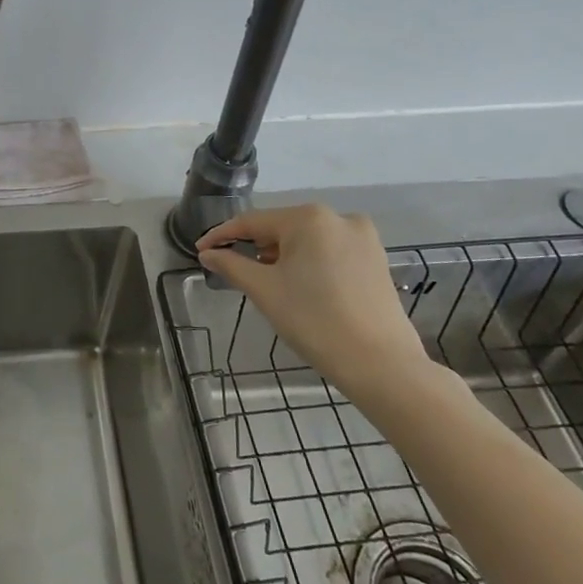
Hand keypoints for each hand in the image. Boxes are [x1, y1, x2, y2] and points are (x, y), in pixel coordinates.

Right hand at [197, 205, 433, 402]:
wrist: (382, 366)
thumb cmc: (315, 321)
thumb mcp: (264, 291)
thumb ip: (231, 265)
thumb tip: (208, 253)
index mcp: (309, 218)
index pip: (252, 222)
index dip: (222, 236)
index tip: (201, 250)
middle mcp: (338, 217)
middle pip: (282, 228)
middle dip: (255, 247)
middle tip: (232, 270)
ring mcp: (363, 238)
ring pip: (307, 241)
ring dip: (281, 256)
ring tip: (265, 282)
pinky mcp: (376, 260)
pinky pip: (329, 252)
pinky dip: (308, 264)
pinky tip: (299, 286)